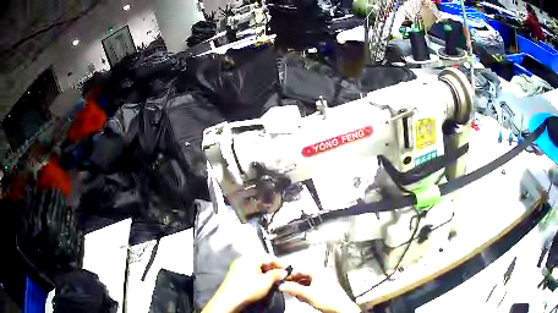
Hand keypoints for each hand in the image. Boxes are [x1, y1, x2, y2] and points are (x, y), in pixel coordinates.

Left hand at [202, 254, 287, 312]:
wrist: (230, 299)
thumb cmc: (247, 288)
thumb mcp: (266, 282)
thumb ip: (276, 275)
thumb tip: (283, 272)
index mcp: (249, 258)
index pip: (269, 257)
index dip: (280, 263)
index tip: (288, 268)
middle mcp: (242, 260)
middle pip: (262, 262)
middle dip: (273, 269)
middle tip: (282, 275)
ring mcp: (237, 268)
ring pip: (256, 268)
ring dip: (266, 274)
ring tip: (274, 280)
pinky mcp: (235, 277)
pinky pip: (250, 273)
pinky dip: (258, 277)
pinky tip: (263, 284)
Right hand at [279, 270, 360, 312]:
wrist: (341, 308)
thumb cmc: (329, 299)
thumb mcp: (307, 294)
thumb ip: (293, 289)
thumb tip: (282, 285)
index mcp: (318, 272)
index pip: (300, 270)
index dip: (290, 276)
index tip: (283, 281)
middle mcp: (322, 275)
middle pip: (303, 277)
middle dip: (295, 284)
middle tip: (288, 289)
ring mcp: (325, 282)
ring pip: (308, 283)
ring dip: (300, 289)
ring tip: (296, 295)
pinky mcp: (326, 289)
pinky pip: (312, 288)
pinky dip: (306, 292)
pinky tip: (304, 298)